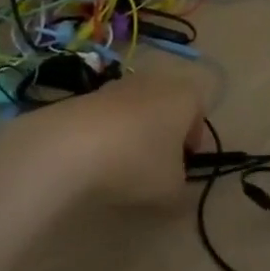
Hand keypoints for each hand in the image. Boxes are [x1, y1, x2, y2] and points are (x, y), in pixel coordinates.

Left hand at [0, 74, 205, 207]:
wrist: (70, 145)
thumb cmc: (137, 162)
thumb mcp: (171, 189)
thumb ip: (182, 189)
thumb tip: (175, 187)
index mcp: (184, 96)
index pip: (199, 110)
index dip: (194, 139)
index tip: (184, 165)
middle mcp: (153, 81)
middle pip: (166, 106)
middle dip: (164, 134)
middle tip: (156, 166)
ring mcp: (117, 84)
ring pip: (136, 109)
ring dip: (134, 133)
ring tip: (122, 166)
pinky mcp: (86, 95)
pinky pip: (107, 116)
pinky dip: (107, 134)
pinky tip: (96, 160)